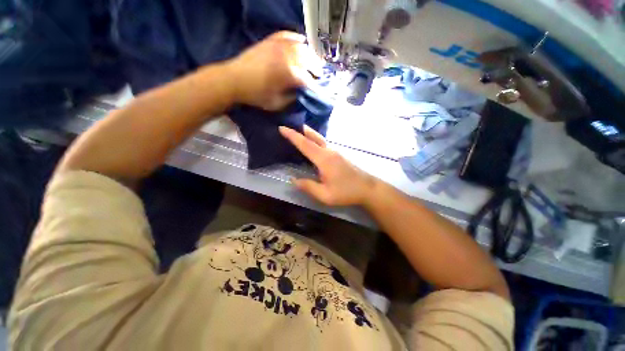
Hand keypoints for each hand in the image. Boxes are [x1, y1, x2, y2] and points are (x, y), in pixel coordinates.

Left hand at [225, 31, 322, 110]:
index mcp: (290, 74)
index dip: (315, 86)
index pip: (309, 80)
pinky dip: (297, 38)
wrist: (234, 79)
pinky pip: (288, 35)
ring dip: (310, 55)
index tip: (318, 90)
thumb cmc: (256, 95)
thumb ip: (292, 98)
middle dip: (316, 69)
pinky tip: (301, 42)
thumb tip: (301, 93)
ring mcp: (280, 46)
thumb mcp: (277, 104)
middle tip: (319, 75)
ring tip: (312, 62)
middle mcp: (288, 56)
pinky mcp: (271, 40)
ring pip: (302, 47)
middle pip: (309, 60)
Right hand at [279, 126, 379, 205]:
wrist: (367, 188)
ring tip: (300, 131)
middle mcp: (329, 152)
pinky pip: (324, 144)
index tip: (282, 128)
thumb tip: (293, 180)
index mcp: (324, 160)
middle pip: (314, 137)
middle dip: (301, 131)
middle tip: (289, 126)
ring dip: (309, 134)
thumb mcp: (325, 195)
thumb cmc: (346, 192)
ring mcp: (336, 152)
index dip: (293, 136)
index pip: (305, 145)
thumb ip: (308, 187)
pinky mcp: (339, 155)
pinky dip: (315, 140)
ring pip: (320, 139)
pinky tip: (313, 144)